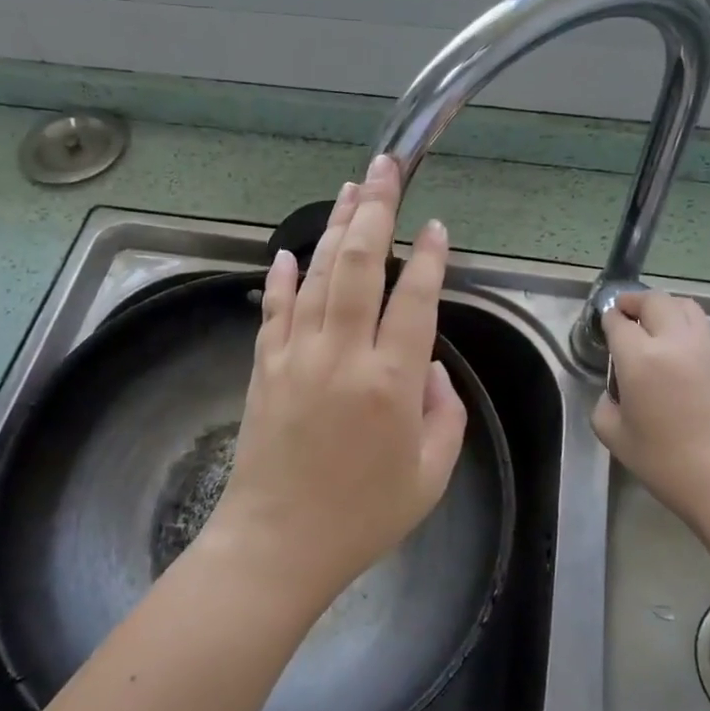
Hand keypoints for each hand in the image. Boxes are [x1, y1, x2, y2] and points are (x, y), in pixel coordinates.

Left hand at [202, 155, 468, 615]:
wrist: (278, 543)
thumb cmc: (363, 517)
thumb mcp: (431, 475)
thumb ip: (445, 413)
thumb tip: (429, 365)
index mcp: (391, 383)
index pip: (415, 300)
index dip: (428, 258)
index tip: (434, 227)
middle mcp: (342, 355)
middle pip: (359, 265)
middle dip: (375, 210)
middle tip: (385, 167)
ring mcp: (296, 355)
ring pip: (318, 274)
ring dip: (335, 227)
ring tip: (351, 188)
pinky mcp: (265, 366)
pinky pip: (275, 308)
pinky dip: (284, 276)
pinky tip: (291, 250)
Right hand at [592, 291, 709, 526]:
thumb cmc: (666, 463)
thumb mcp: (615, 437)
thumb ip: (605, 406)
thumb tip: (615, 394)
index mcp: (641, 358)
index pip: (619, 322)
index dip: (608, 319)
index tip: (605, 324)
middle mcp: (676, 343)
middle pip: (656, 301)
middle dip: (636, 301)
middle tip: (625, 312)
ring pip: (688, 308)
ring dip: (666, 308)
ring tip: (656, 323)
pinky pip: (705, 335)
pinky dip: (688, 332)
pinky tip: (682, 357)